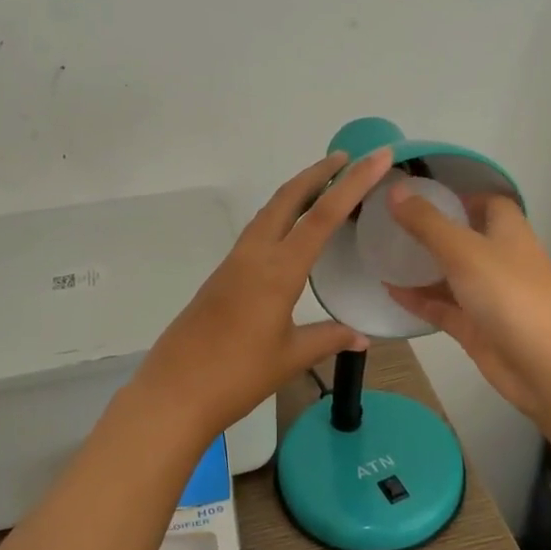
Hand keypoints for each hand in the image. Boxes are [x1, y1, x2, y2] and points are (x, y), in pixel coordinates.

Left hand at [134, 147, 395, 439]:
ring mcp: (233, 264)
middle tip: (347, 159)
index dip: (352, 184)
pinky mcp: (221, 277)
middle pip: (287, 199)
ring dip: (296, 193)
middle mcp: (254, 256)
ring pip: (268, 213)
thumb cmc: (237, 377)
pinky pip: (256, 233)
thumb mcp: (290, 358)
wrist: (174, 392)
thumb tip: (362, 337)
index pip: (322, 216)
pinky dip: (280, 217)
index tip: (375, 157)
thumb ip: (328, 339)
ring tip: (323, 186)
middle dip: (317, 173)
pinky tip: (290, 232)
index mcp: (277, 271)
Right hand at [382, 184, 550, 425]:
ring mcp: (488, 296)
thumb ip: (426, 222)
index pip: (488, 203)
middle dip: (431, 230)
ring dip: (421, 266)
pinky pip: (443, 307)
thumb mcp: (464, 251)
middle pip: (464, 238)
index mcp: (508, 232)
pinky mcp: (476, 327)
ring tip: (380, 254)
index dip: (459, 195)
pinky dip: (419, 299)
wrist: (548, 369)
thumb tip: (394, 190)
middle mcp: (500, 260)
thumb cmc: (510, 296)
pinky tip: (388, 290)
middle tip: (389, 223)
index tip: (420, 194)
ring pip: (451, 275)